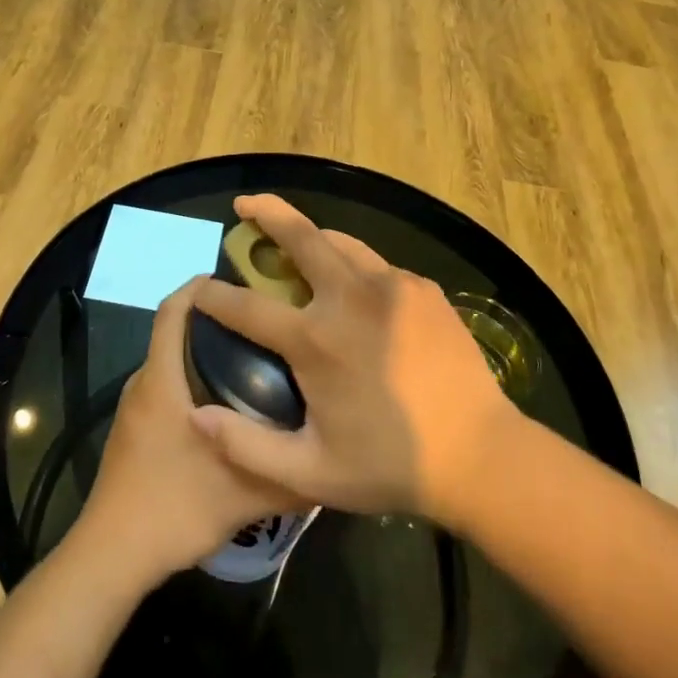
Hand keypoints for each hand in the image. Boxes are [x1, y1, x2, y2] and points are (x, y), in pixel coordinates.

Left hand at [79, 278, 304, 587]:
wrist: (112, 556)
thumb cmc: (173, 507)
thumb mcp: (245, 493)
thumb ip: (291, 475)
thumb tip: (335, 457)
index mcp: (162, 381)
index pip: (172, 311)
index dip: (198, 287)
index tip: (236, 278)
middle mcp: (144, 385)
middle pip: (174, 332)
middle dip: (215, 320)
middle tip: (263, 323)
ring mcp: (135, 410)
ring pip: (170, 363)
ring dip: (203, 353)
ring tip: (254, 359)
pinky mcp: (134, 433)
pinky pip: (165, 388)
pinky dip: (192, 381)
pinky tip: (228, 407)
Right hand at [188, 195, 517, 526]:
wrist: (481, 456)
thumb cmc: (390, 465)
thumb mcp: (310, 472)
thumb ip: (246, 445)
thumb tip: (196, 415)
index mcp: (316, 339)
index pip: (246, 306)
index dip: (214, 297)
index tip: (198, 291)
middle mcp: (351, 297)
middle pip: (300, 236)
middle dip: (267, 213)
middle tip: (245, 205)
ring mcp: (393, 286)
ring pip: (342, 243)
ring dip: (312, 237)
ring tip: (297, 241)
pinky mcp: (423, 289)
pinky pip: (377, 266)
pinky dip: (354, 268)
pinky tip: (356, 292)